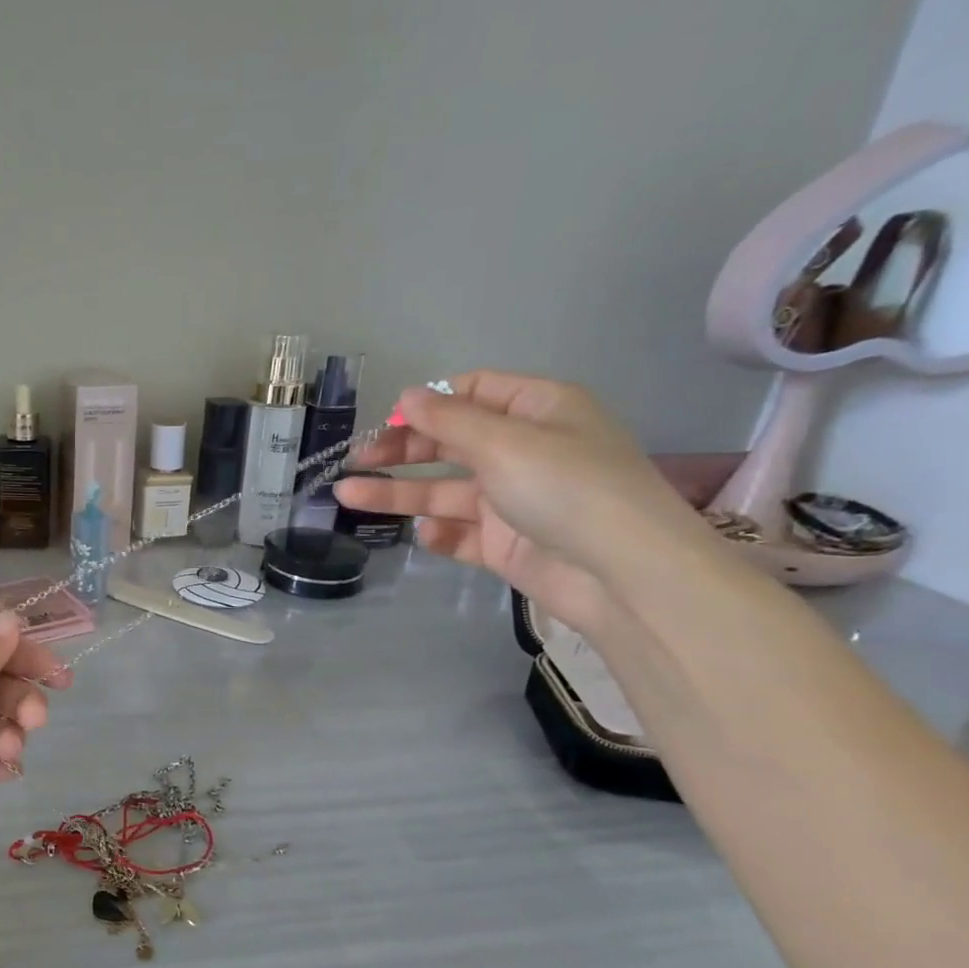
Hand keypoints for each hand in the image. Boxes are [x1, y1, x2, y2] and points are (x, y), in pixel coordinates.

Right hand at [332, 372, 711, 633]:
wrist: (621, 575)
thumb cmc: (565, 488)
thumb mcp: (504, 442)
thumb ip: (448, 421)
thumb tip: (407, 396)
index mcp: (537, 411)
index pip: (474, 392)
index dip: (429, 403)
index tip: (388, 420)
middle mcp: (524, 451)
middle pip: (450, 443)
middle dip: (401, 450)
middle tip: (356, 460)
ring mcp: (513, 500)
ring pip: (444, 491)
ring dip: (398, 493)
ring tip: (346, 497)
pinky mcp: (506, 544)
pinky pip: (462, 533)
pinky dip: (440, 534)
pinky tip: (425, 535)